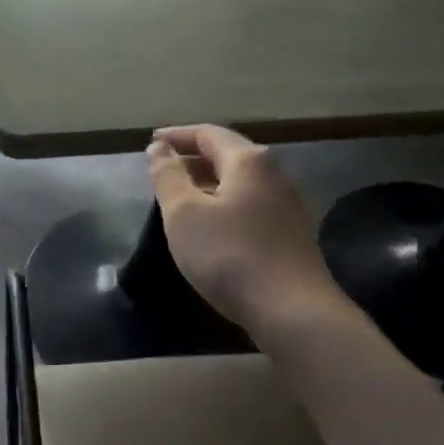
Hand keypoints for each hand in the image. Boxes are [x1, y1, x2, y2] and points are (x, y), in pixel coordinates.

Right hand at [146, 124, 337, 331]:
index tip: (152, 142)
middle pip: (228, 154)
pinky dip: (224, 203)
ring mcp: (287, 204)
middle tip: (163, 170)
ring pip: (240, 181)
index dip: (177, 136)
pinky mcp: (290, 232)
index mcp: (248, 161)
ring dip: (208, 182)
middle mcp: (274, 174)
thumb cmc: (229, 255)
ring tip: (182, 197)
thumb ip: (168, 176)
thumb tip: (159, 148)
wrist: (291, 309)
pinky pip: (250, 204)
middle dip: (193, 158)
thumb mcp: (184, 214)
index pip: (208, 134)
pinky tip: (212, 225)